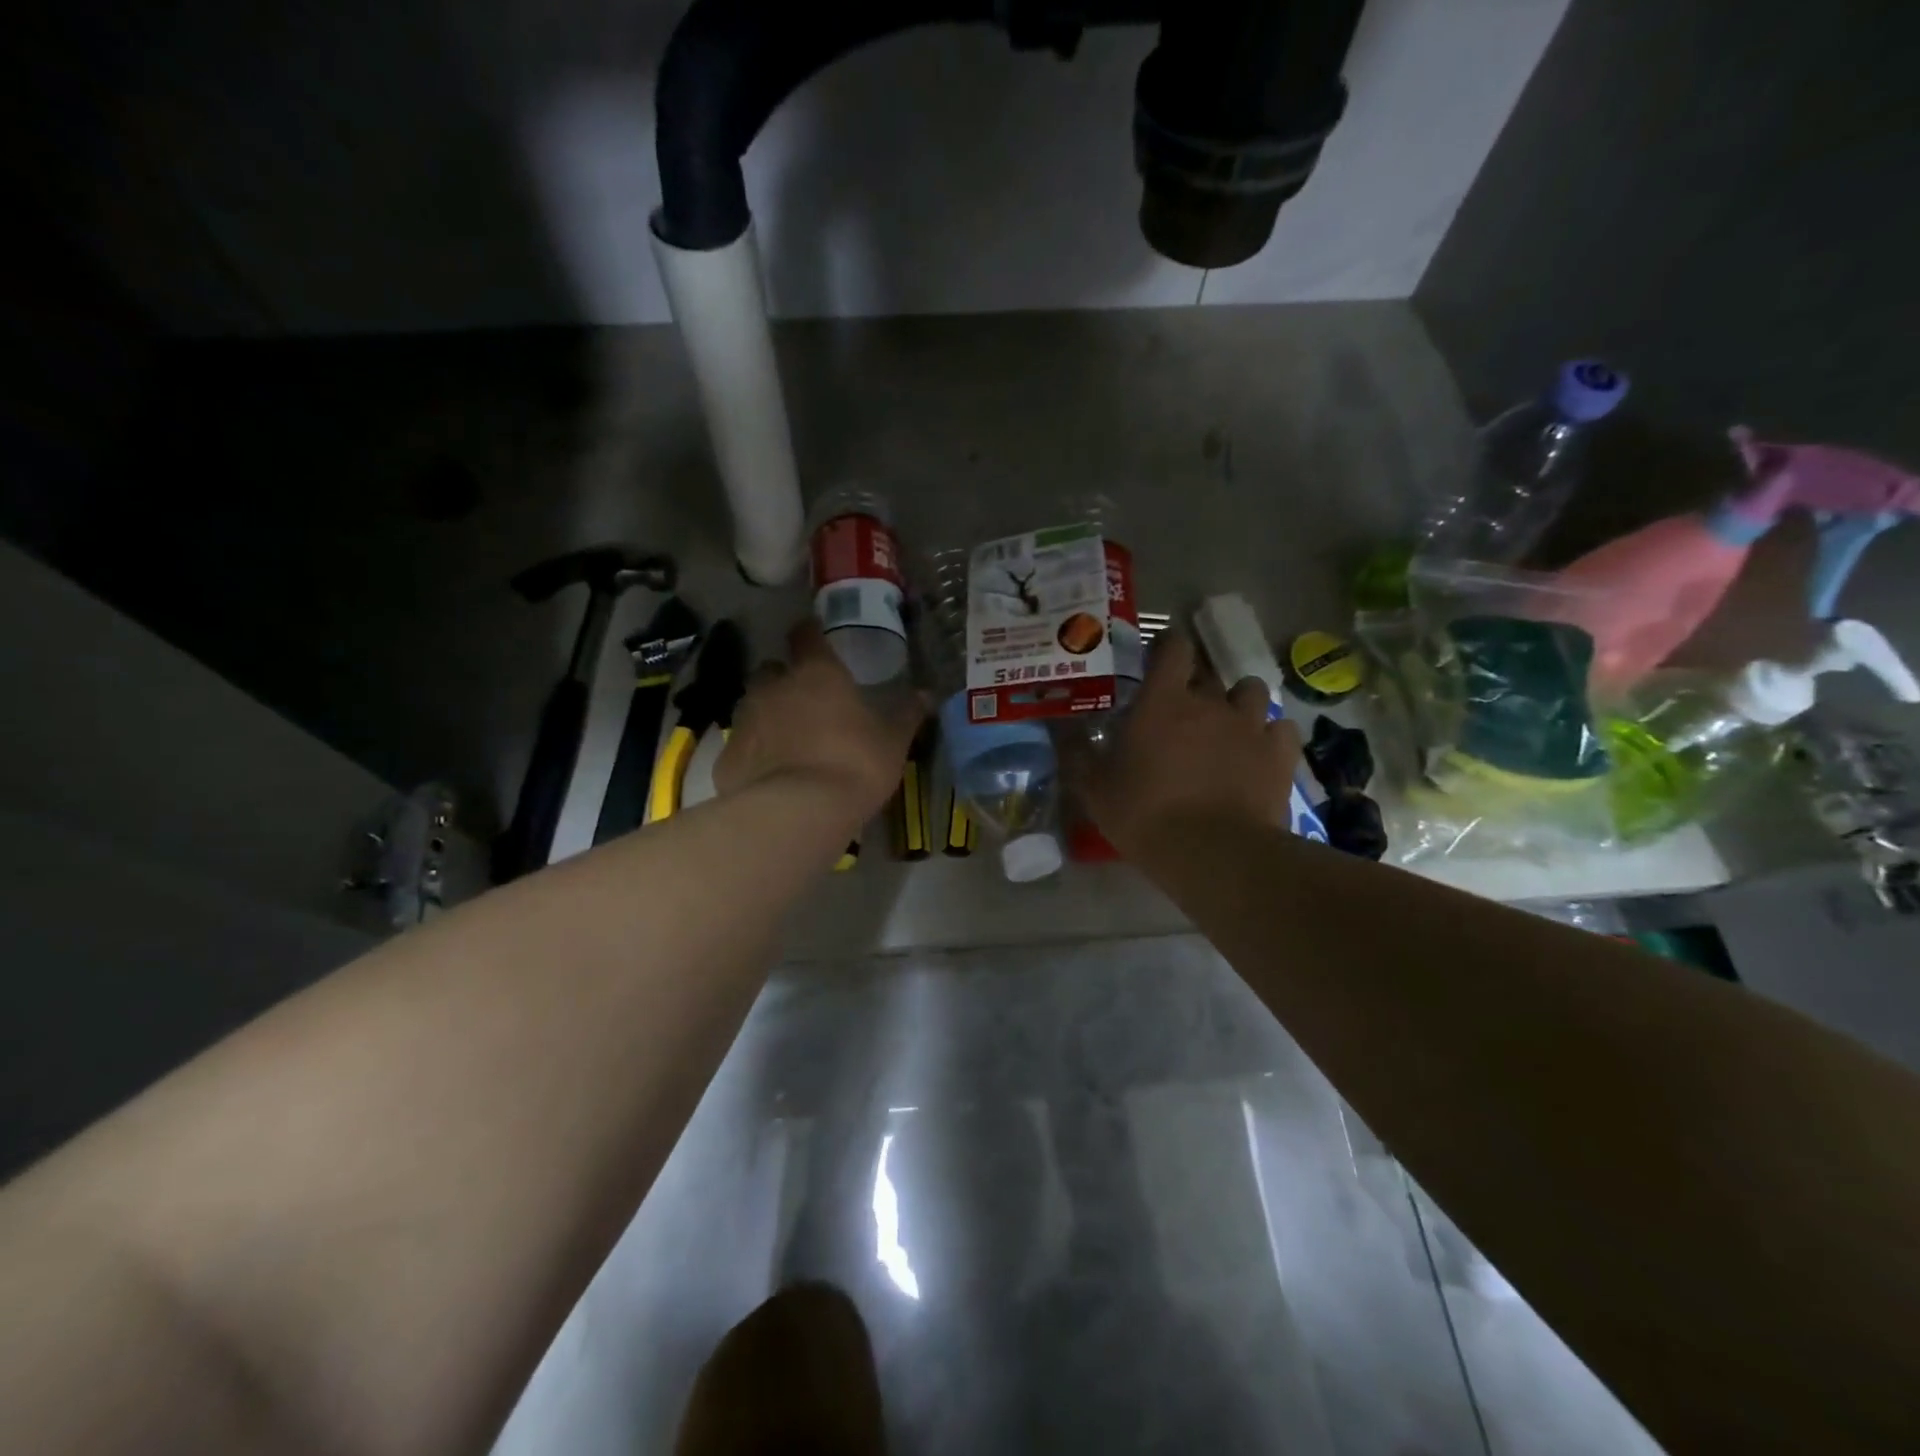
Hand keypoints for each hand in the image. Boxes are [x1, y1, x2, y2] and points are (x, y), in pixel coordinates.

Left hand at [716, 620, 924, 824]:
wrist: (796, 813)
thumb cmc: (854, 765)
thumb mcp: (892, 742)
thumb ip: (906, 714)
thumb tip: (926, 694)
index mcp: (815, 673)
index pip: (805, 635)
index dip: (810, 633)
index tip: (816, 637)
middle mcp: (773, 687)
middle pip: (772, 670)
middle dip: (785, 679)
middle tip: (806, 700)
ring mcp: (744, 720)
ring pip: (753, 705)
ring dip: (768, 715)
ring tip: (789, 740)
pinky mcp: (727, 757)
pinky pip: (742, 746)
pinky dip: (755, 752)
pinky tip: (772, 774)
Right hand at [1067, 632, 1300, 857]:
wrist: (1212, 853)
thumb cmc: (1144, 815)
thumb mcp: (1094, 788)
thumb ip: (1076, 752)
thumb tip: (1061, 727)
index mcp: (1163, 701)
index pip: (1173, 647)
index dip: (1168, 647)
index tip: (1159, 660)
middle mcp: (1210, 702)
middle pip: (1209, 673)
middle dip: (1197, 686)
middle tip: (1182, 713)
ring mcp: (1250, 725)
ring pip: (1251, 692)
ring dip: (1238, 703)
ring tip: (1227, 727)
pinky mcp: (1280, 754)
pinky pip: (1280, 728)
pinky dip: (1270, 735)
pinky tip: (1258, 754)